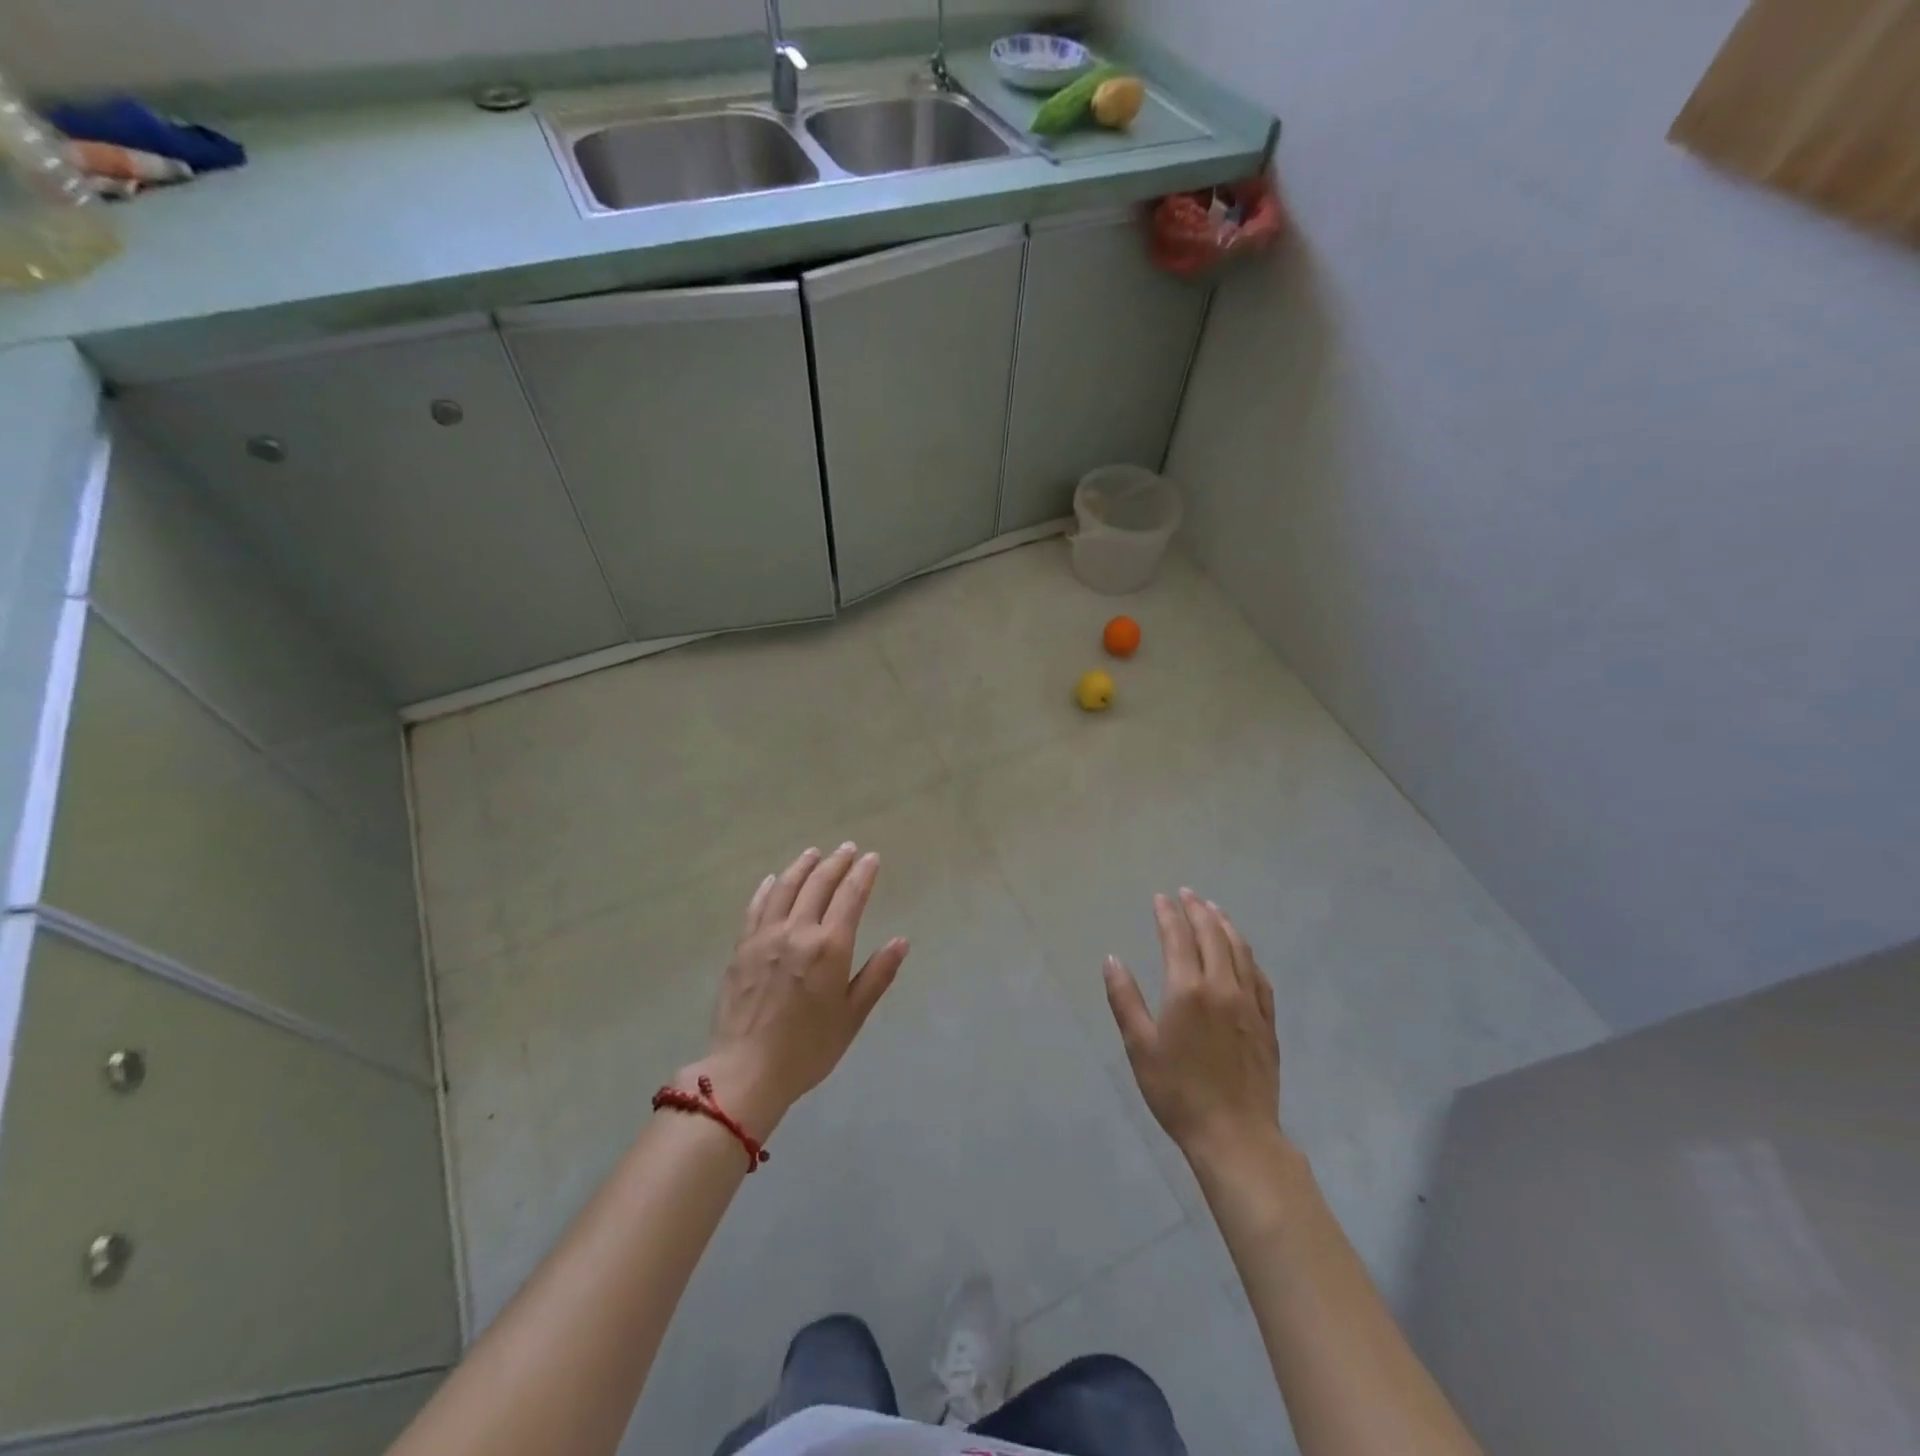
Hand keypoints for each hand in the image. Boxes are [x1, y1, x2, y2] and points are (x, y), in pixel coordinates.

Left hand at [685, 844, 908, 1139]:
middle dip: (836, 863)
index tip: (871, 858)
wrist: (746, 1072)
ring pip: (786, 887)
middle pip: (818, 884)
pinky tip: (774, 879)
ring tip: (814, 853)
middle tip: (848, 849)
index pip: (850, 896)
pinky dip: (769, 888)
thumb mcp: (852, 1016)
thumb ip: (877, 975)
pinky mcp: (741, 948)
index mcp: (829, 947)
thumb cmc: (808, 1049)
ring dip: (803, 866)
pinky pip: (757, 906)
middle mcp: (797, 931)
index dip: (863, 874)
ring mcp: (765, 936)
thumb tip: (901, 941)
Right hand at [1104, 889, 1281, 1163]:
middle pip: (1212, 935)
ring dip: (1225, 925)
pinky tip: (1243, 953)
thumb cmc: (1177, 1092)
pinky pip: (1259, 977)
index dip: (1167, 914)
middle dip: (1197, 910)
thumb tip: (1112, 959)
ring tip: (1214, 909)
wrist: (1235, 1135)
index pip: (1177, 937)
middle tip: (1187, 894)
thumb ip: (1125, 999)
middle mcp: (1222, 986)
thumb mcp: (1139, 1047)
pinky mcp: (1267, 1022)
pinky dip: (1248, 955)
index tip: (1160, 898)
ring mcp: (1250, 1003)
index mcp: (1187, 989)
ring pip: (1239, 950)